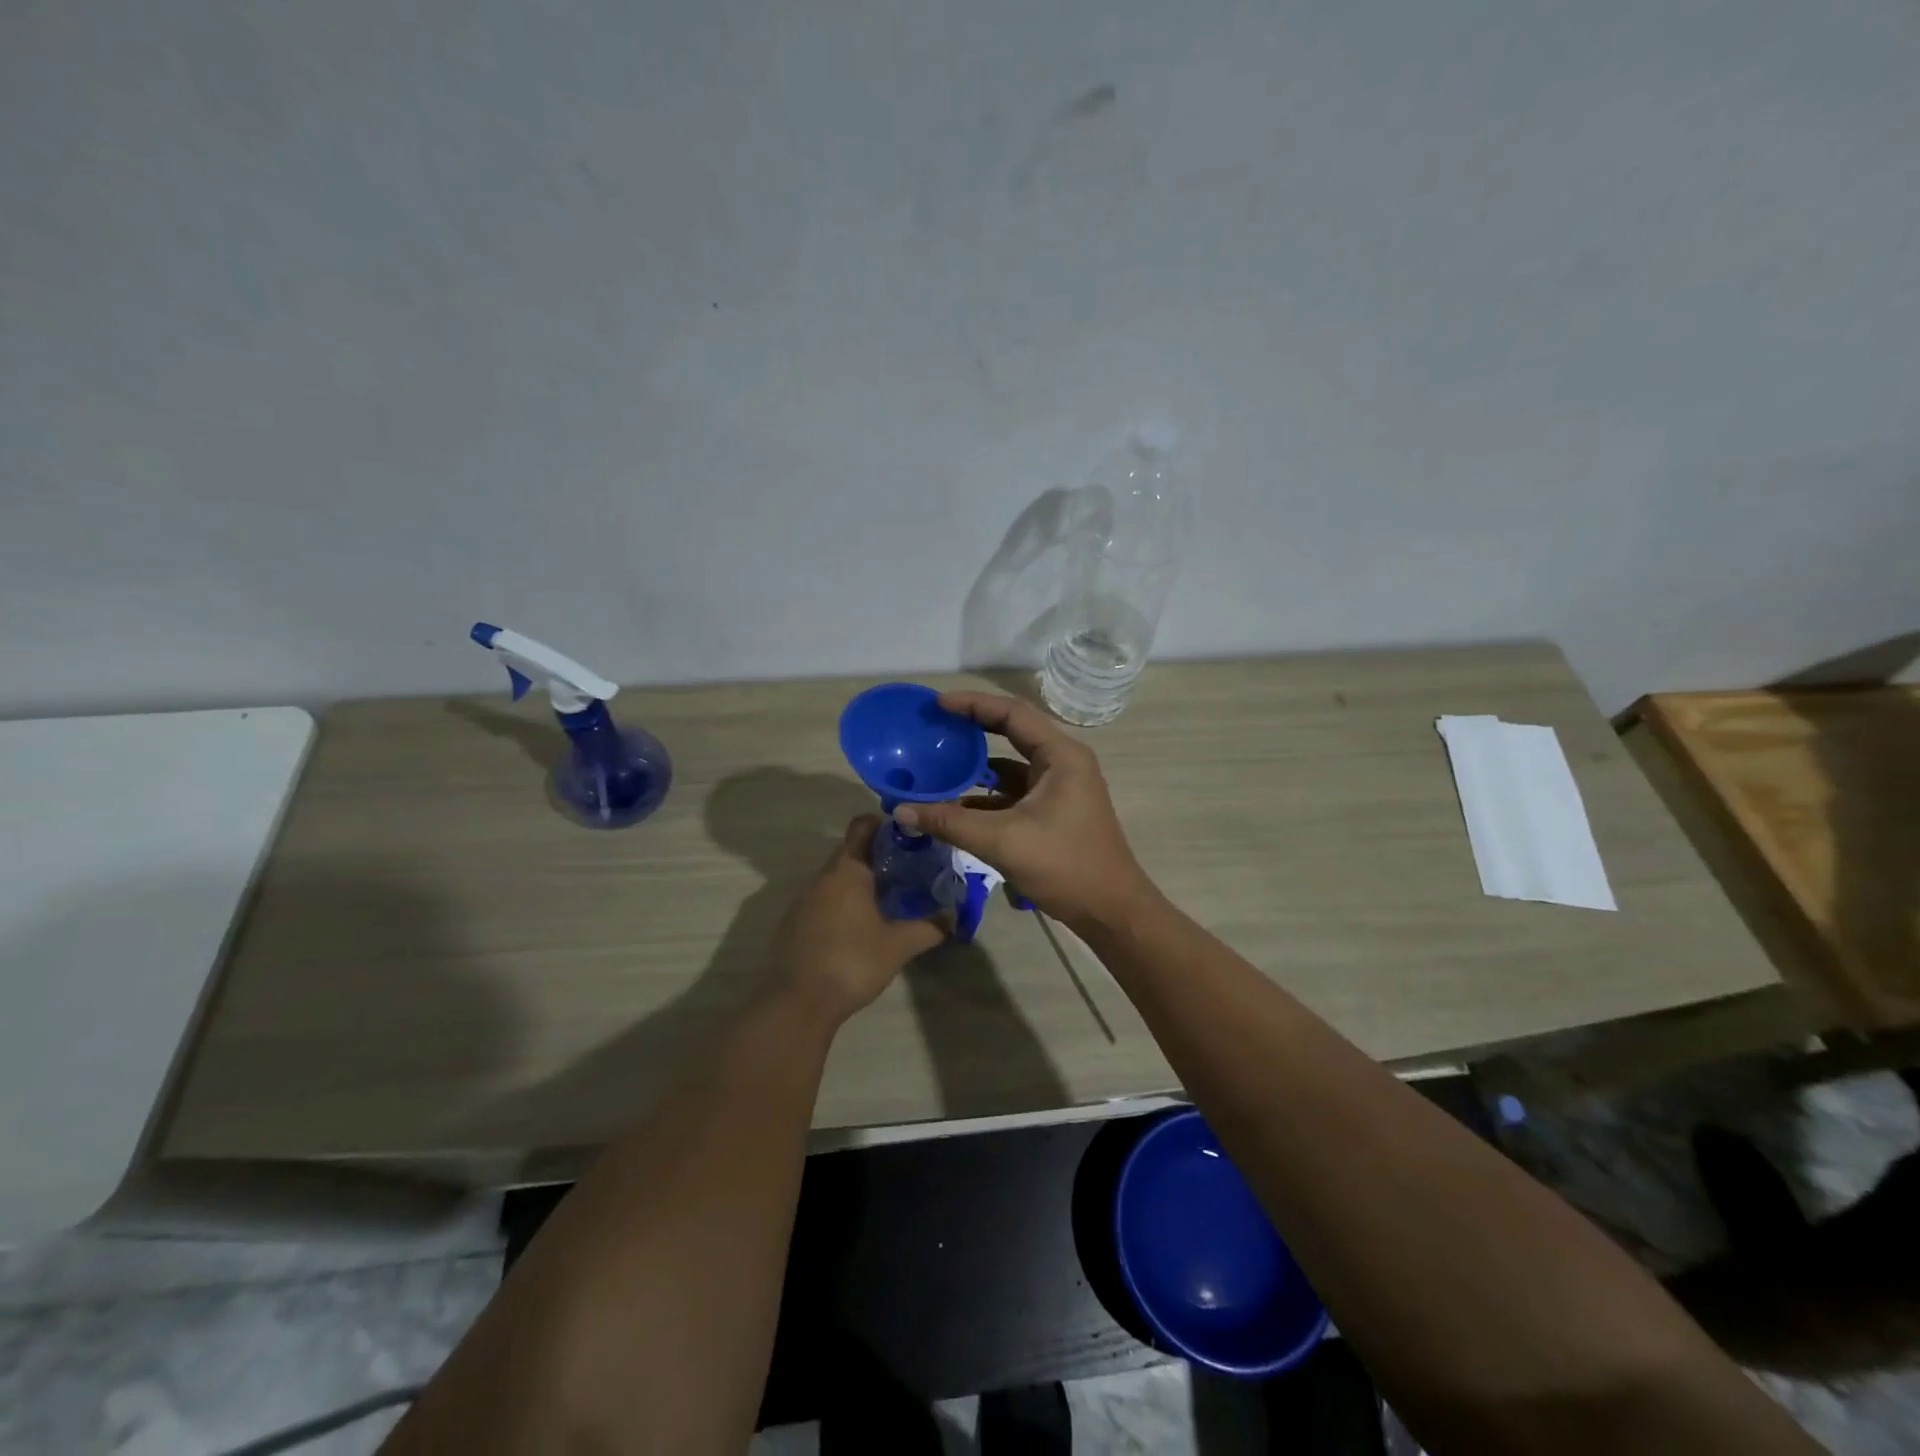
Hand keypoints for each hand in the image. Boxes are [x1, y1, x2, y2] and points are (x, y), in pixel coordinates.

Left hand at [776, 816, 944, 1023]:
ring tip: (889, 897)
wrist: (797, 1003)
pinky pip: (824, 898)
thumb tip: (953, 917)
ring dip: (860, 880)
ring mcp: (804, 900)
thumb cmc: (852, 963)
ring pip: (837, 877)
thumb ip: (929, 928)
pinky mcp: (795, 922)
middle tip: (909, 869)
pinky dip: (844, 901)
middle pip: (850, 850)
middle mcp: (822, 877)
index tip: (909, 836)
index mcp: (847, 871)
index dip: (885, 824)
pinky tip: (860, 924)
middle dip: (878, 855)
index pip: (862, 826)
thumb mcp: (898, 946)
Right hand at [893, 692, 1151, 931]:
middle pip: (1012, 733)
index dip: (973, 704)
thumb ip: (950, 822)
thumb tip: (900, 810)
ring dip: (977, 765)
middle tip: (935, 725)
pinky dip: (986, 794)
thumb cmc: (1065, 866)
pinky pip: (1014, 792)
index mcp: (1060, 756)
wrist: (1110, 911)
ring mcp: (1059, 788)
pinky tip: (955, 804)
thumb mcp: (1002, 841)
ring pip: (1011, 765)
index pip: (1012, 713)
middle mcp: (1063, 763)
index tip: (937, 705)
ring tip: (938, 762)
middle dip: (973, 728)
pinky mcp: (1053, 812)